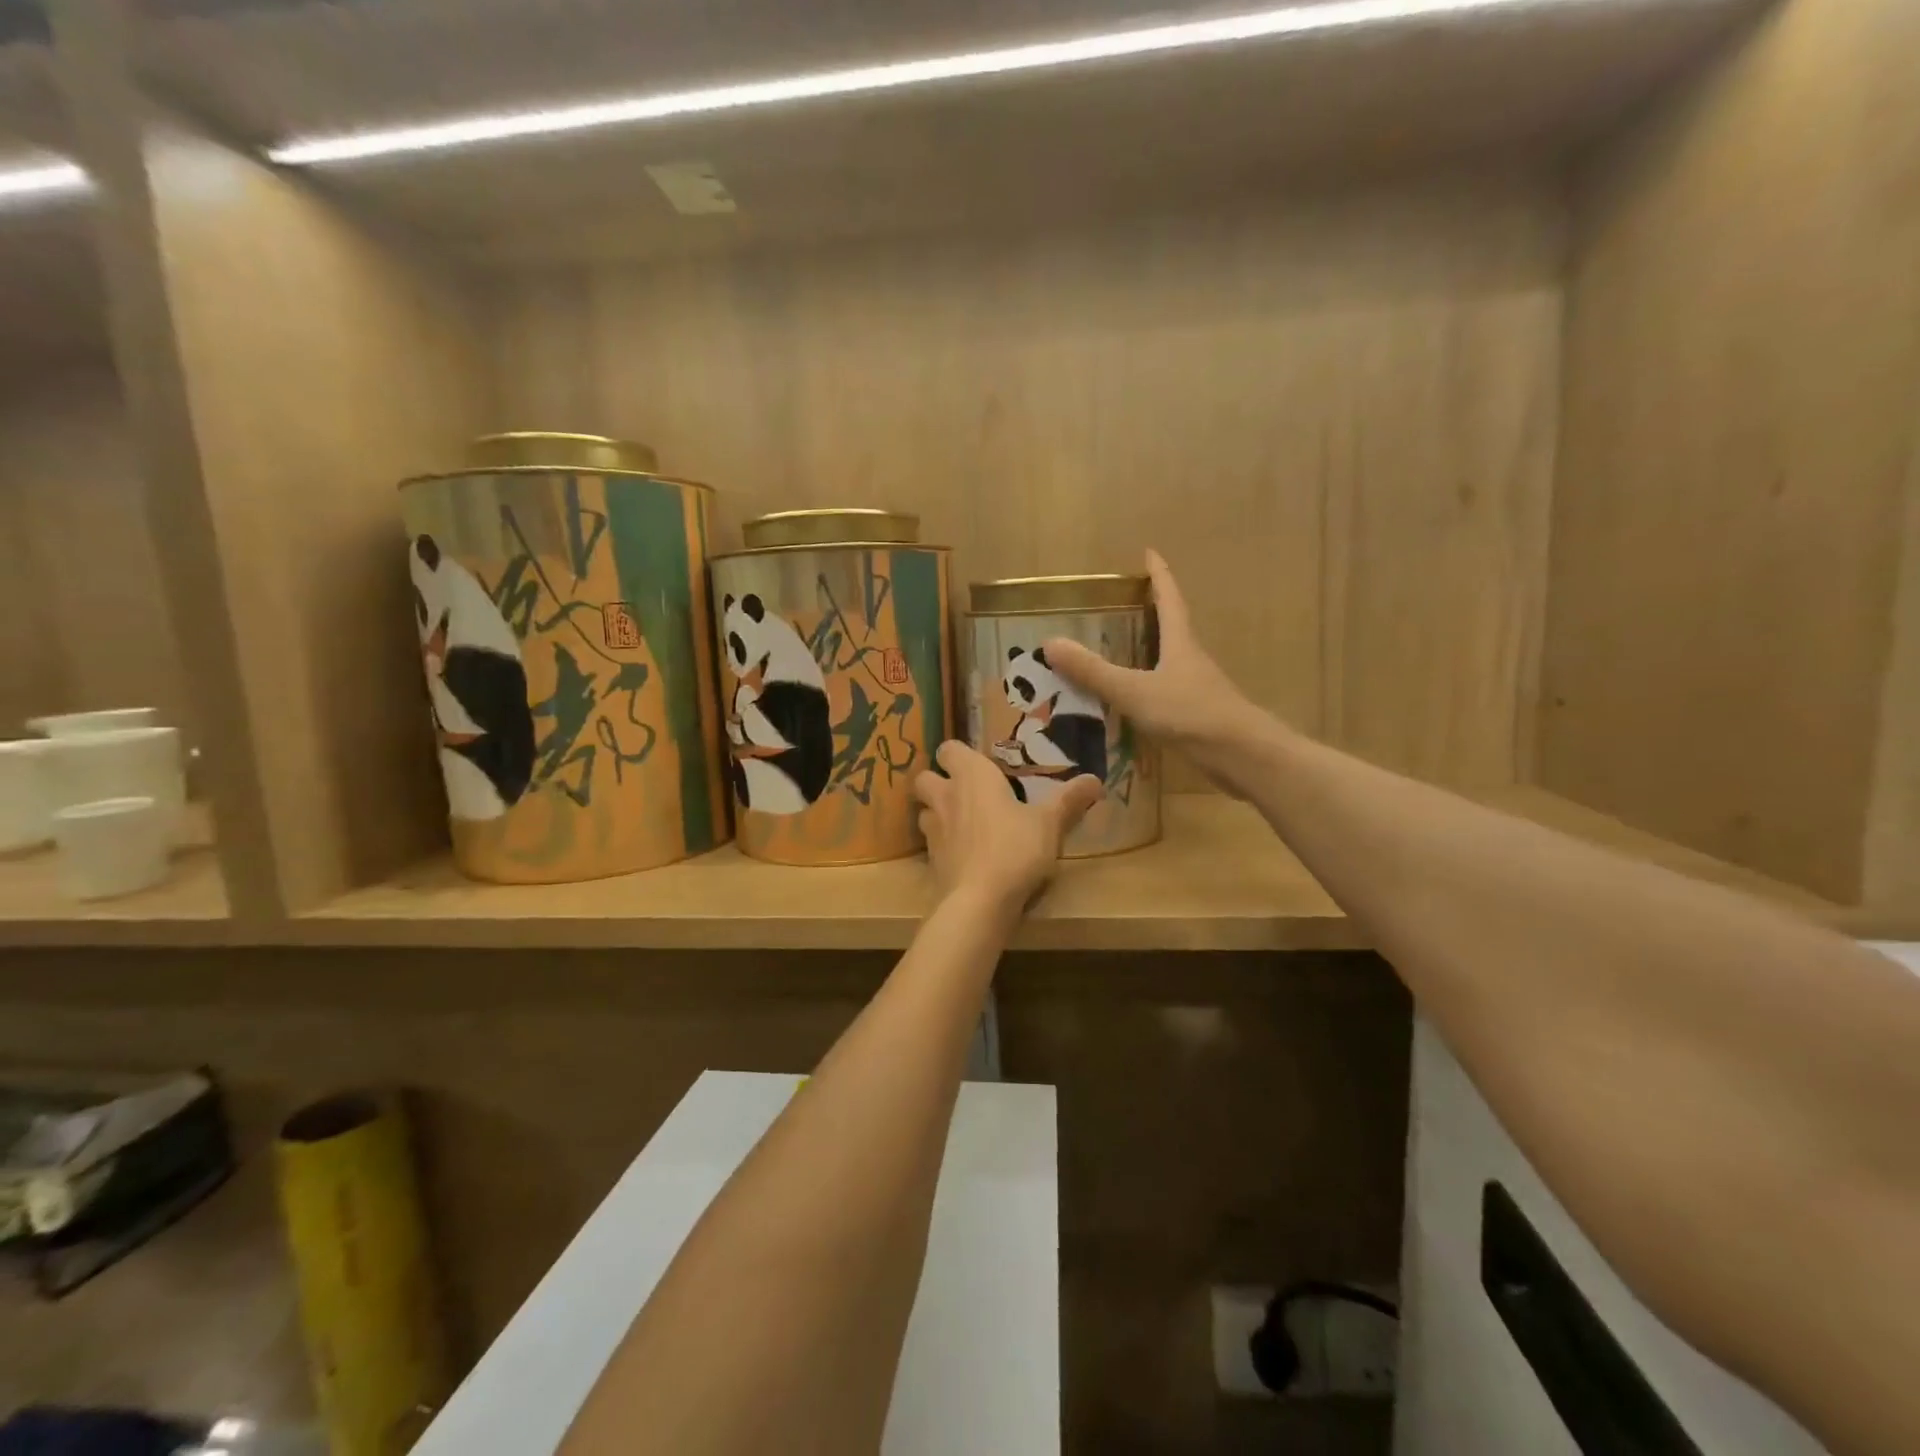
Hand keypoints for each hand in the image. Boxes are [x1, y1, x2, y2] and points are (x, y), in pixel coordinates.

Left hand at [913, 741, 1101, 913]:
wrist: (979, 902)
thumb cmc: (1015, 849)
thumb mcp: (1050, 823)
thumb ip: (1069, 800)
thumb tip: (1095, 780)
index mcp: (972, 776)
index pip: (949, 749)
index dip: (959, 755)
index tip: (979, 765)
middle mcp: (945, 797)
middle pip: (925, 777)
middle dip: (939, 781)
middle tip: (965, 793)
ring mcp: (933, 831)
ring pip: (924, 811)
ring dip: (937, 813)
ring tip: (964, 824)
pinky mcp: (931, 862)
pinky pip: (932, 844)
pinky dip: (944, 846)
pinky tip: (965, 856)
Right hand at [1041, 550, 1269, 787]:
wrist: (1240, 755)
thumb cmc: (1189, 713)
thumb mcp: (1134, 691)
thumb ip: (1093, 671)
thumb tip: (1050, 643)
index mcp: (1180, 643)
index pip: (1169, 598)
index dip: (1159, 575)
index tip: (1149, 553)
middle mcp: (1191, 659)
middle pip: (1173, 627)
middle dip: (1152, 611)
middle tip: (1125, 603)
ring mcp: (1197, 688)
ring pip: (1170, 661)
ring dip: (1149, 651)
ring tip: (1120, 650)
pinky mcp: (1198, 715)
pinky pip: (1167, 691)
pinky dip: (1148, 687)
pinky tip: (1132, 702)